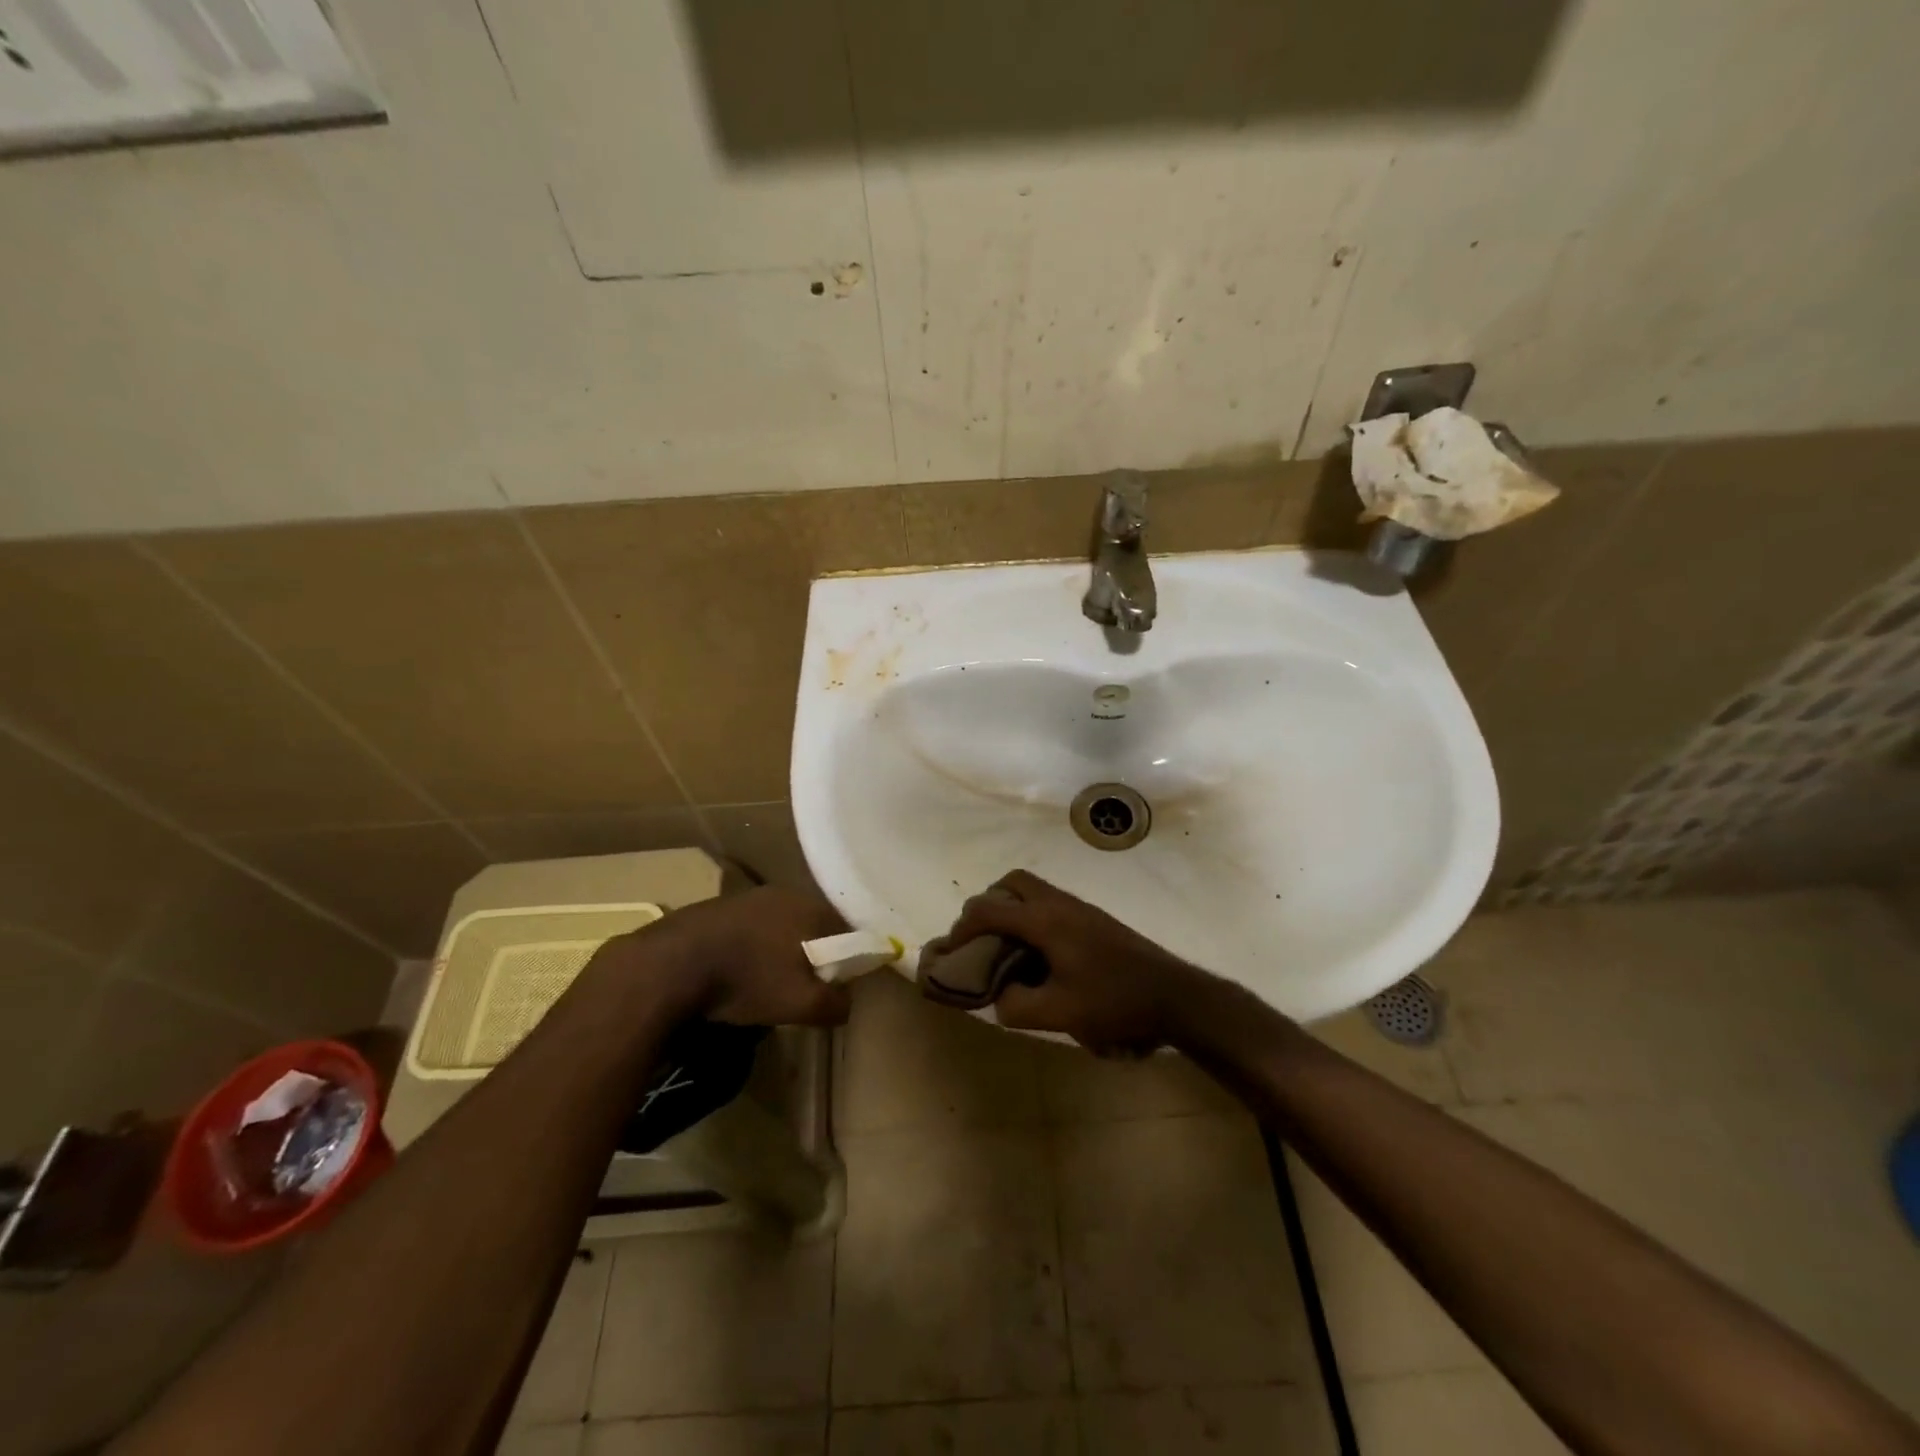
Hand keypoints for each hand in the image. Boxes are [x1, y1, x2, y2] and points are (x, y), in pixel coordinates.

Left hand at [595, 886, 853, 1027]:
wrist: (670, 965)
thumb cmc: (747, 979)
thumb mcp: (801, 1004)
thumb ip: (835, 1004)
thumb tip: (846, 1003)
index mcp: (811, 907)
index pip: (847, 931)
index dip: (848, 960)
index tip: (837, 986)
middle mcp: (784, 893)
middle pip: (812, 927)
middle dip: (813, 956)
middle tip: (804, 988)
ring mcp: (747, 896)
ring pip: (779, 927)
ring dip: (780, 952)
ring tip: (768, 984)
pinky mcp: (716, 907)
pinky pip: (749, 929)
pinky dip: (751, 949)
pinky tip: (737, 973)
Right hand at [931, 870, 1210, 1053]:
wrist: (1173, 994)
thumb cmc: (1114, 1001)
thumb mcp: (1060, 1013)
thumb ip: (1017, 1006)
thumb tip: (999, 999)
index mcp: (1045, 920)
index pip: (990, 909)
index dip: (963, 926)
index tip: (951, 949)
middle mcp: (1059, 903)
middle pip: (1012, 882)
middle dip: (987, 904)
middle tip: (979, 937)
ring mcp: (1079, 908)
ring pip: (1033, 889)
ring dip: (1011, 908)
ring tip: (1005, 947)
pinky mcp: (1094, 919)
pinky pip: (1049, 903)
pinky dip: (1031, 916)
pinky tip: (1038, 954)